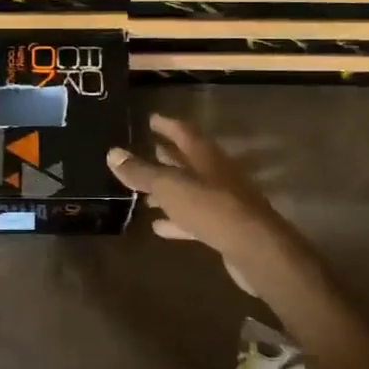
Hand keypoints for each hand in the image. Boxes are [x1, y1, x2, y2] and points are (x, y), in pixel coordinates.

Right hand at [108, 113, 311, 299]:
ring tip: (144, 194)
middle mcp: (216, 174)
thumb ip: (141, 172)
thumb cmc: (211, 208)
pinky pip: (194, 218)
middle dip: (167, 155)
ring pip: (190, 190)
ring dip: (169, 190)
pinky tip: (159, 226)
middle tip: (147, 150)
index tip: (151, 119)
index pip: (184, 131)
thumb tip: (113, 153)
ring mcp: (223, 201)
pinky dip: (176, 219)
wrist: (255, 249)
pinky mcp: (224, 228)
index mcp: (205, 156)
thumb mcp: (170, 186)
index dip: (166, 124)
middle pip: (188, 160)